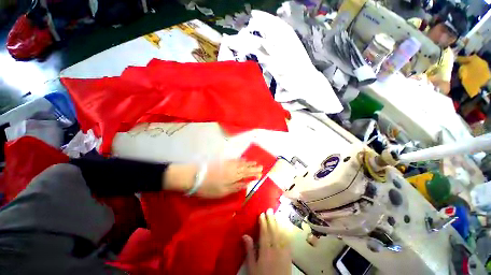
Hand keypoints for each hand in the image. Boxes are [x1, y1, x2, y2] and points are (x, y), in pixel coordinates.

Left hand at [197, 159, 262, 197]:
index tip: (260, 173)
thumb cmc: (208, 188)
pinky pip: (234, 159)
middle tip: (260, 166)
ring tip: (254, 162)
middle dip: (253, 167)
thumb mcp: (222, 192)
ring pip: (241, 163)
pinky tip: (243, 159)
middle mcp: (233, 169)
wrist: (195, 176)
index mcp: (233, 177)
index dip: (254, 174)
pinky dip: (240, 159)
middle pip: (245, 168)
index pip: (247, 175)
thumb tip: (246, 184)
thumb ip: (235, 187)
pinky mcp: (223, 161)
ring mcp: (228, 164)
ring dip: (248, 162)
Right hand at [243, 209, 291, 274]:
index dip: (263, 223)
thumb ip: (249, 251)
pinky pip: (288, 241)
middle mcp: (275, 248)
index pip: (264, 233)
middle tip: (269, 209)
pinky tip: (287, 226)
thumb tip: (245, 235)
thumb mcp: (252, 267)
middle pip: (273, 231)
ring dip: (279, 223)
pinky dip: (287, 232)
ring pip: (281, 234)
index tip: (262, 214)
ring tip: (277, 214)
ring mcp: (283, 251)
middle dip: (271, 219)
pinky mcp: (289, 255)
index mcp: (265, 251)